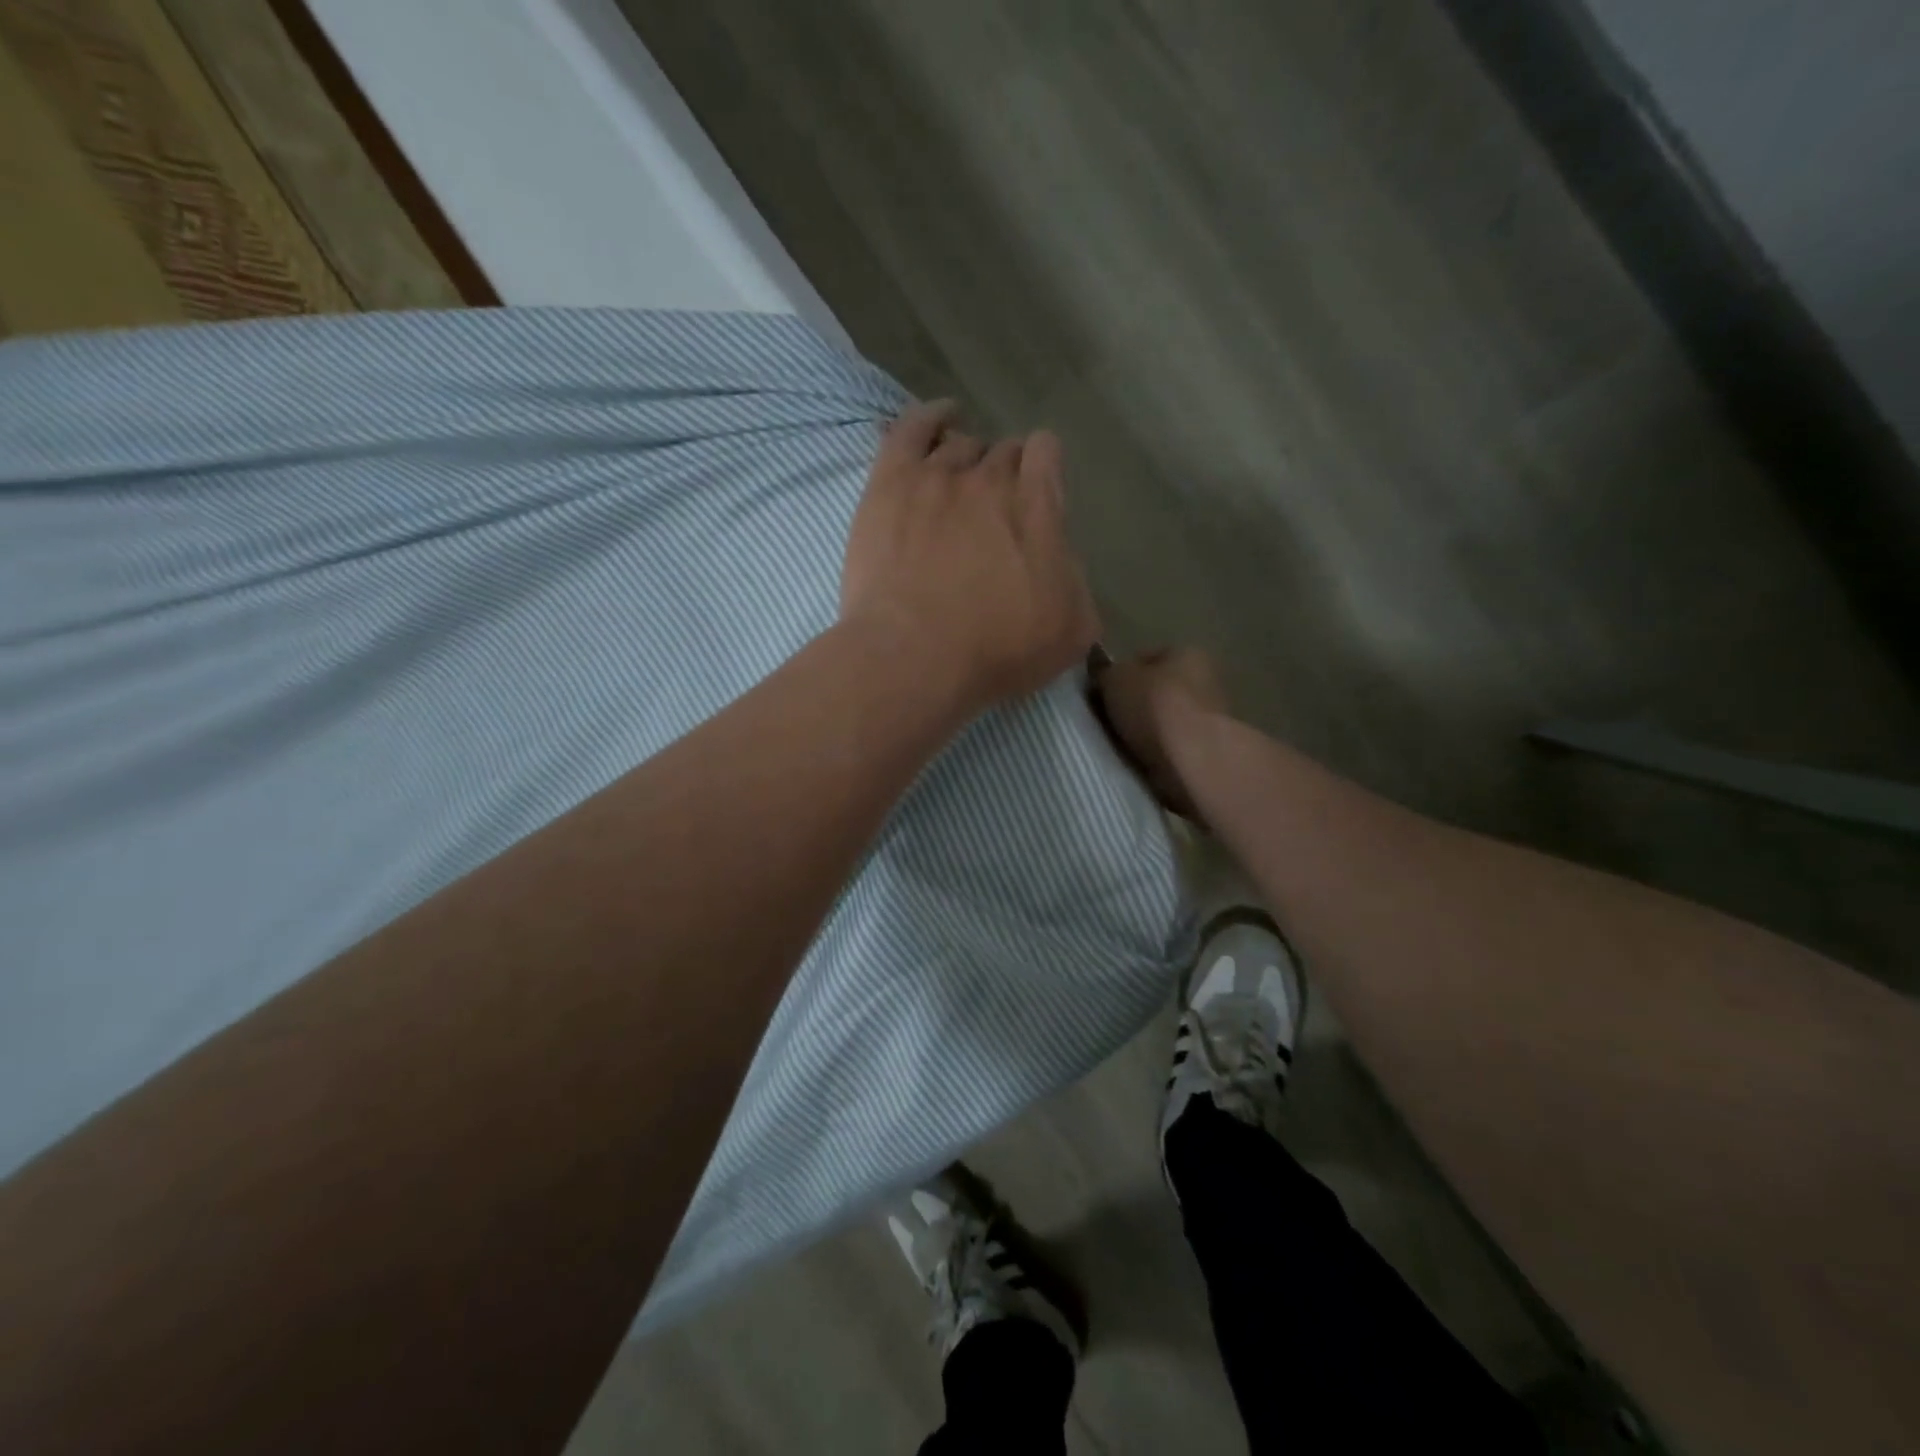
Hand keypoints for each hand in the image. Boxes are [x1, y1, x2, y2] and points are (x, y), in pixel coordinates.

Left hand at [840, 400, 1099, 715]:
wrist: (915, 657)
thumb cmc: (998, 651)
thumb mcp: (1072, 629)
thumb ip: (1075, 579)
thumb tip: (1060, 557)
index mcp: (1038, 505)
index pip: (1046, 454)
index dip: (1043, 470)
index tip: (1036, 496)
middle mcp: (990, 477)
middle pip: (1002, 451)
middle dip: (1004, 475)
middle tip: (992, 514)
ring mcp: (936, 475)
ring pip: (958, 443)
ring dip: (965, 461)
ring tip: (958, 488)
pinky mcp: (890, 483)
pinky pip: (910, 429)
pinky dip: (928, 417)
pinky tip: (938, 417)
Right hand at [1090, 647, 1228, 818]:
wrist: (1191, 761)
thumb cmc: (1154, 707)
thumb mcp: (1115, 678)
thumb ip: (1106, 672)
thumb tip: (1104, 674)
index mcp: (1186, 652)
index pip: (1144, 657)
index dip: (1118, 674)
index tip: (1099, 694)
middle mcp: (1204, 679)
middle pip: (1155, 690)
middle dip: (1132, 704)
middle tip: (1106, 720)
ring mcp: (1208, 717)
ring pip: (1162, 720)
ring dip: (1143, 731)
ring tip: (1119, 744)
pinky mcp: (1206, 750)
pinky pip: (1168, 746)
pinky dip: (1154, 752)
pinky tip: (1138, 760)